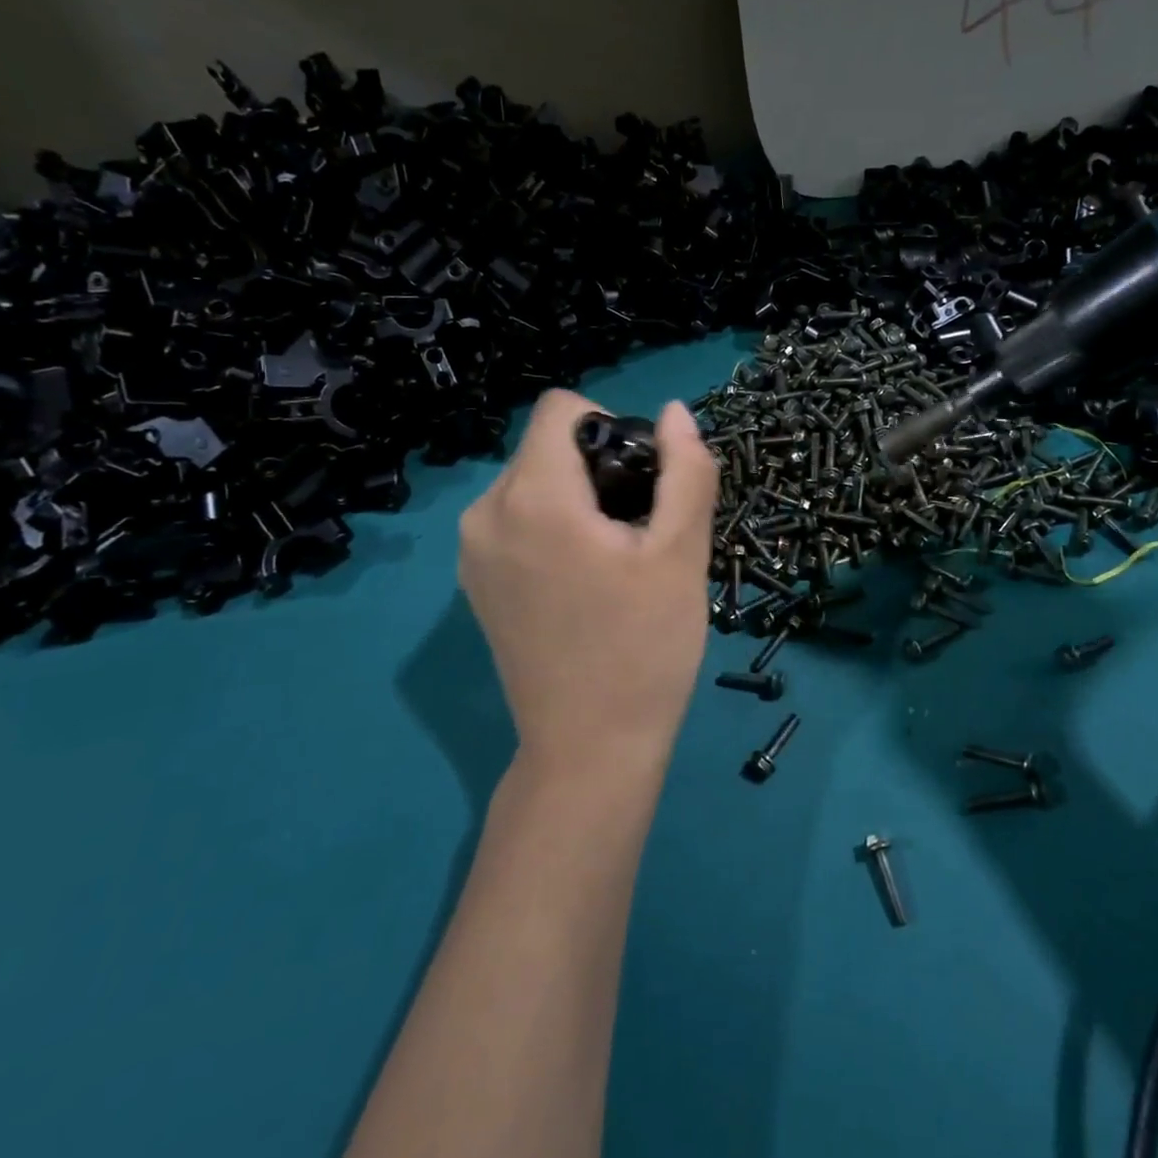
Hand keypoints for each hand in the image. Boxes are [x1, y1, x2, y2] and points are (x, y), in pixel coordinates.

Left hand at [458, 390, 719, 776]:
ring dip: (577, 496)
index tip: (643, 481)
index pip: (562, 408)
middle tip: (638, 529)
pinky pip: (515, 519)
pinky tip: (583, 580)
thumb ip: (685, 471)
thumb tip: (674, 412)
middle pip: (546, 445)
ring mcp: (471, 551)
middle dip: (597, 465)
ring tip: (614, 557)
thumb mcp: (681, 553)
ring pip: (531, 481)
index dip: (612, 425)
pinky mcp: (474, 582)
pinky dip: (552, 525)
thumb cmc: (644, 648)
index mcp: (533, 496)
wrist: (589, 750)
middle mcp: (486, 512)